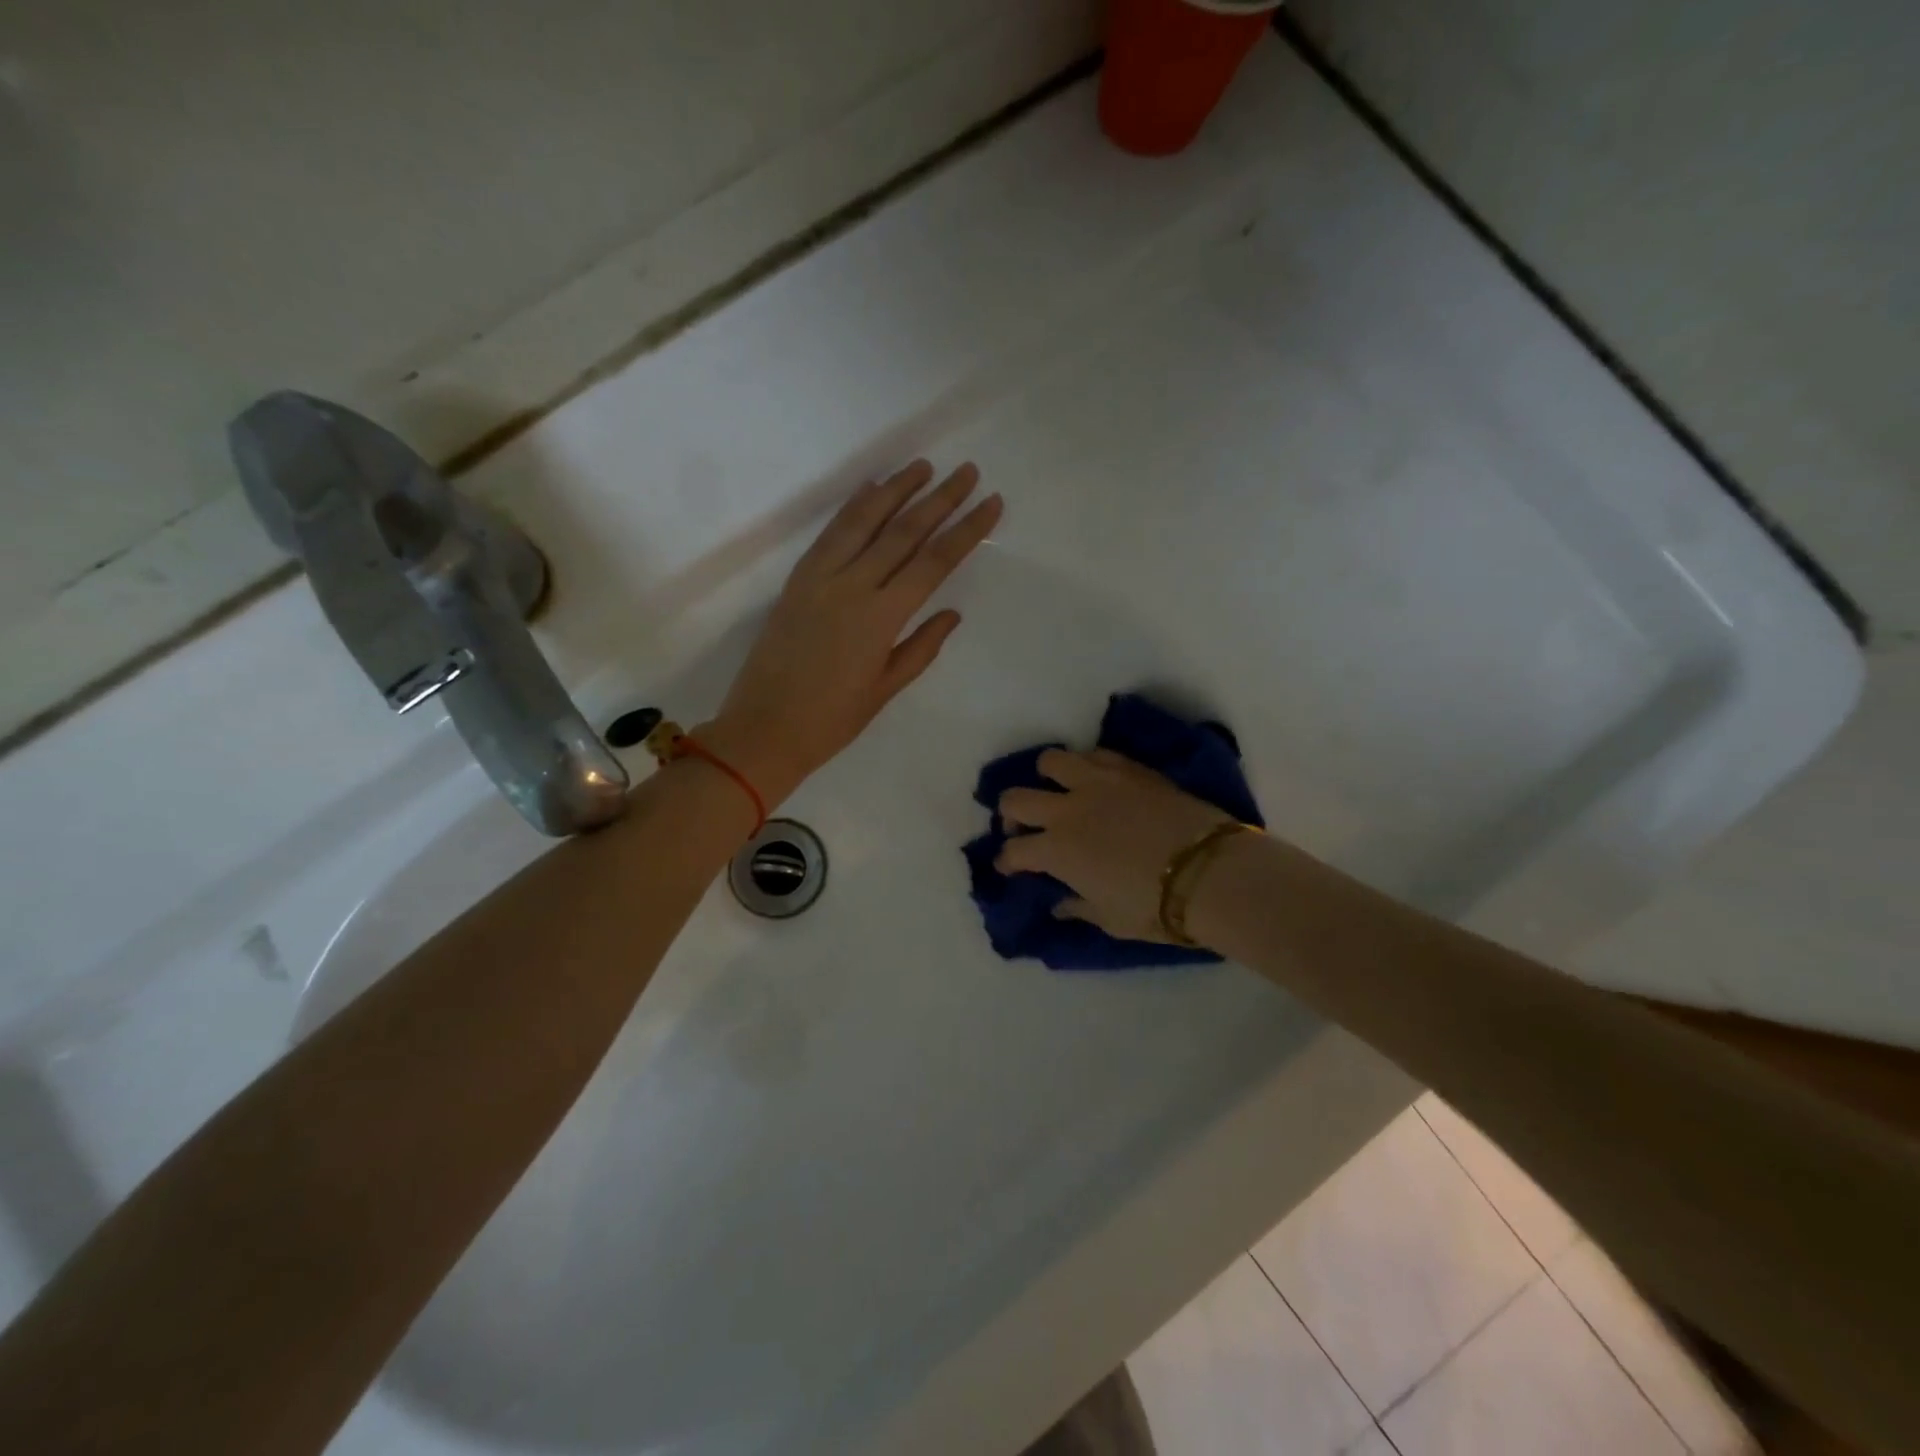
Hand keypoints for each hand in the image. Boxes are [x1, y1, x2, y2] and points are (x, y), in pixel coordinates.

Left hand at [702, 460, 1001, 804]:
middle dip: (940, 499)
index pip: (934, 562)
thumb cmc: (832, 720)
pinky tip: (871, 490)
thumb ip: (921, 647)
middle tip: (967, 471)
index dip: (966, 529)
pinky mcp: (797, 579)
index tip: (991, 502)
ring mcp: (820, 578)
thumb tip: (951, 612)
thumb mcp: (886, 690)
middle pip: (904, 532)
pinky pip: (830, 534)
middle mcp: (852, 587)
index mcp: (881, 618)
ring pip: (863, 521)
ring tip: (923, 466)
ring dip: (896, 490)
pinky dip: (853, 508)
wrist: (763, 729)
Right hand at [996, 750, 1239, 943]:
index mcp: (1057, 851)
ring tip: (1058, 790)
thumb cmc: (1156, 907)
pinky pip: (1095, 754)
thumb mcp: (1111, 919)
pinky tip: (1096, 780)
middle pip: (1015, 799)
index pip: (1013, 851)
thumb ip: (1078, 907)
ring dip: (1045, 776)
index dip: (1006, 861)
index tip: (1010, 867)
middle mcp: (1067, 810)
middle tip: (1021, 826)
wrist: (1211, 873)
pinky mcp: (1129, 768)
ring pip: (1050, 761)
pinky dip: (1086, 766)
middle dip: (1009, 813)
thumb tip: (1058, 904)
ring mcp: (1097, 782)